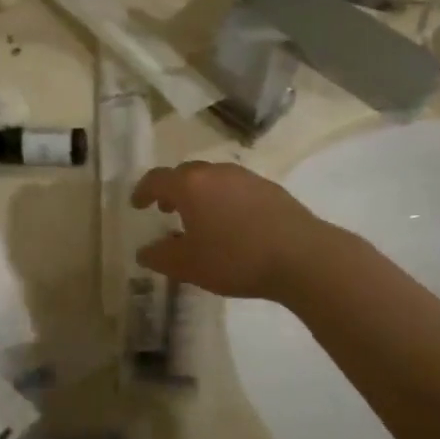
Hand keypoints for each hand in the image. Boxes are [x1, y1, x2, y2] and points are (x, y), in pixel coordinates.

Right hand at [131, 162, 330, 301]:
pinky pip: (237, 188)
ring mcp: (246, 177)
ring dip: (201, 194)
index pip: (157, 179)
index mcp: (190, 186)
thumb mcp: (189, 266)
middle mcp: (216, 172)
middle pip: (186, 174)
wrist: (301, 256)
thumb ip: (161, 257)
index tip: (137, 204)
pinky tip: (233, 224)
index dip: (143, 191)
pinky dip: (225, 200)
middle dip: (172, 190)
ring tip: (201, 219)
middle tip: (167, 210)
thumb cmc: (235, 259)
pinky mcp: (270, 188)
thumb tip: (144, 251)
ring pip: (214, 179)